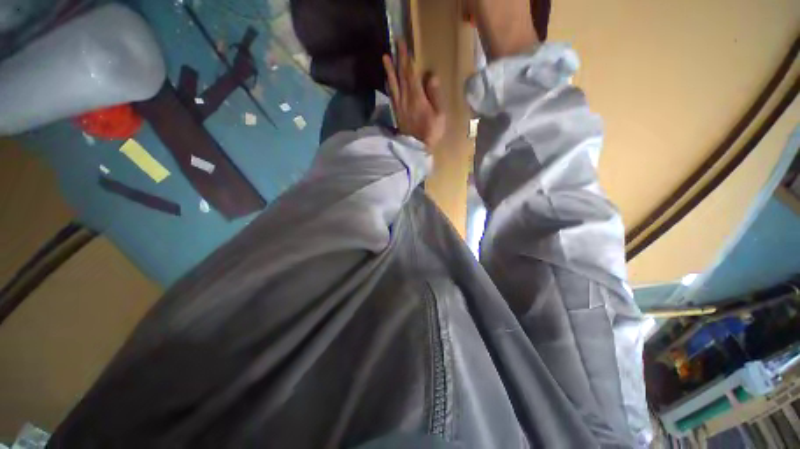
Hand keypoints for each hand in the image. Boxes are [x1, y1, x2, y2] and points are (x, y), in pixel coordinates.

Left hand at [383, 40, 445, 147]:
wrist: (416, 147)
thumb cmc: (431, 131)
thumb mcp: (439, 114)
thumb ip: (435, 95)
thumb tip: (431, 76)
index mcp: (417, 97)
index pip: (412, 74)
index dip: (408, 59)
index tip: (404, 45)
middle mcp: (406, 98)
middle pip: (402, 76)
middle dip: (399, 59)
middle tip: (396, 44)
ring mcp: (399, 106)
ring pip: (394, 85)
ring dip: (390, 70)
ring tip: (385, 57)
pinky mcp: (396, 113)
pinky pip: (392, 96)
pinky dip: (389, 86)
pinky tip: (387, 80)